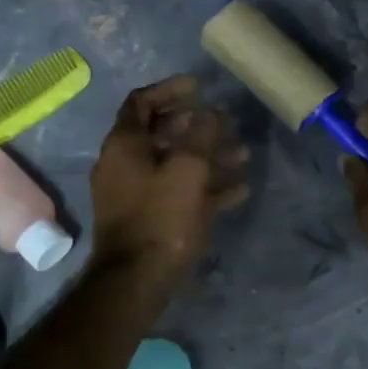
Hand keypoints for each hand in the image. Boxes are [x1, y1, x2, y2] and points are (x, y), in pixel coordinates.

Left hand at [91, 74, 249, 281]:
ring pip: (174, 164)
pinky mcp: (149, 219)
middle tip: (226, 122)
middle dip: (197, 126)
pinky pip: (178, 192)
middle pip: (161, 133)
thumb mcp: (188, 169)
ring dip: (208, 156)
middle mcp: (124, 164)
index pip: (142, 102)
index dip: (170, 89)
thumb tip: (211, 111)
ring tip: (243, 155)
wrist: (136, 281)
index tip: (200, 87)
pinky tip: (239, 190)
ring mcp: (135, 193)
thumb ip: (202, 134)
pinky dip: (205, 186)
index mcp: (124, 145)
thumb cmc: (161, 217)